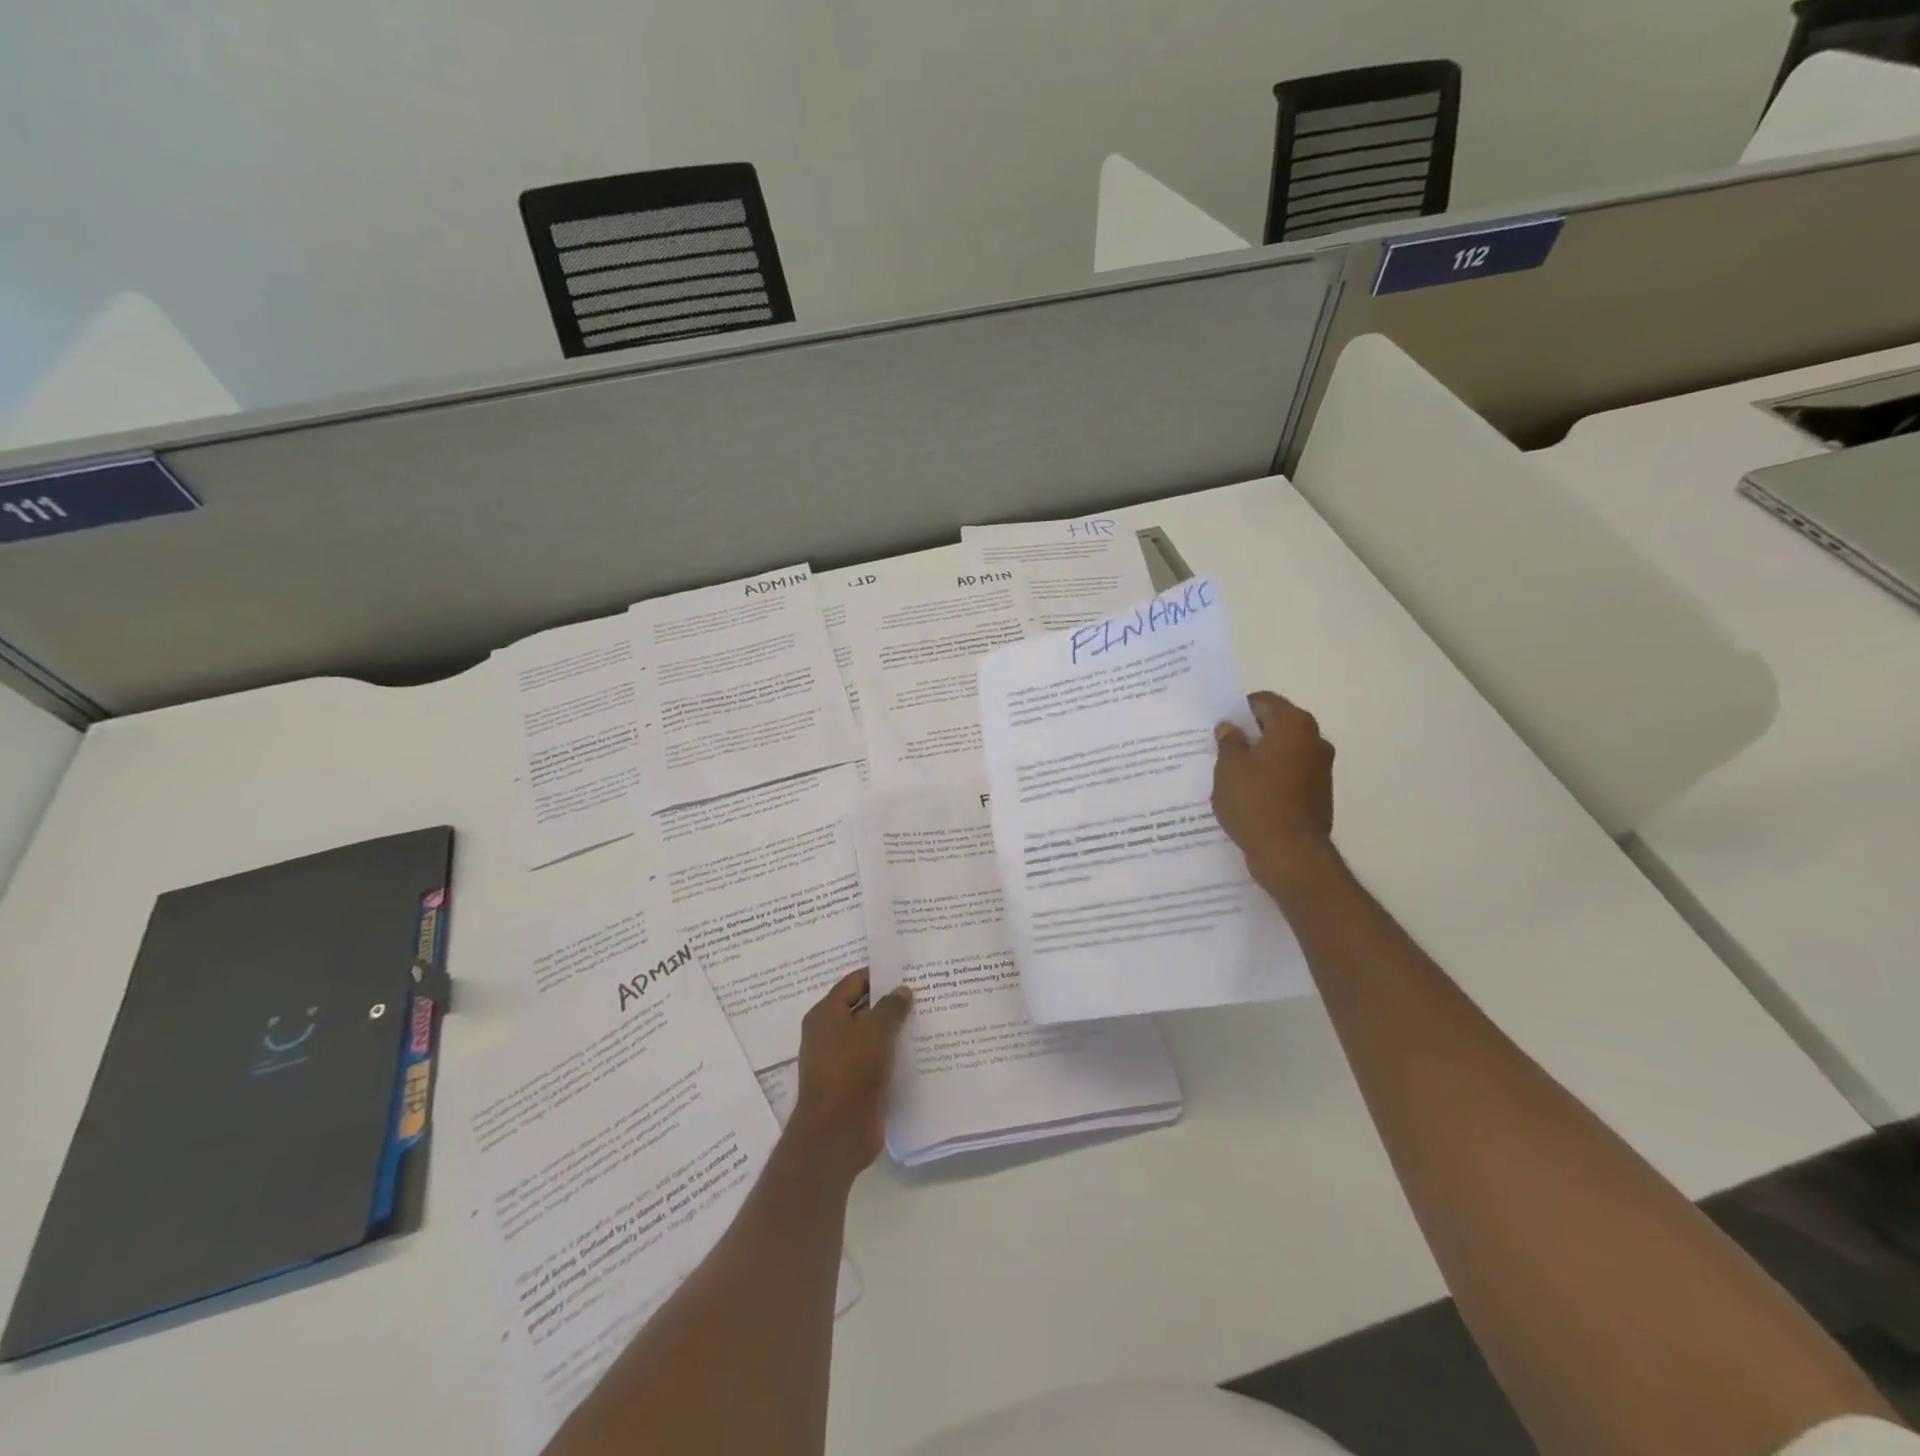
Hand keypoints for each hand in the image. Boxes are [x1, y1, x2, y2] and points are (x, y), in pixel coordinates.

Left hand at [787, 970, 912, 1182]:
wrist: (837, 1133)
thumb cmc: (851, 1071)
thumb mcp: (875, 1031)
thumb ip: (890, 1007)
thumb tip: (902, 990)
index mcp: (825, 1014)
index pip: (854, 983)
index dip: (879, 975)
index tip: (907, 970)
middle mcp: (829, 1034)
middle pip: (863, 1008)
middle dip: (890, 1002)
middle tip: (923, 992)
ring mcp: (841, 1060)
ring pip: (871, 1036)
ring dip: (894, 1030)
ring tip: (927, 1017)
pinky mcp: (854, 1083)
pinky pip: (876, 1060)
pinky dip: (893, 1054)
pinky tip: (919, 1050)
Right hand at [1213, 690, 1336, 887]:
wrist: (1290, 853)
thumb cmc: (1255, 800)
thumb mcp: (1228, 767)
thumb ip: (1229, 742)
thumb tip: (1231, 728)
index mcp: (1294, 725)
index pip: (1264, 702)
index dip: (1239, 710)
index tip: (1218, 726)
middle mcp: (1315, 741)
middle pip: (1276, 726)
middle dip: (1250, 735)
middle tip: (1220, 749)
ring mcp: (1321, 770)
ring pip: (1283, 753)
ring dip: (1260, 759)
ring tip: (1230, 776)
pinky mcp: (1319, 796)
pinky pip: (1289, 777)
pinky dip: (1271, 780)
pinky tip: (1248, 796)